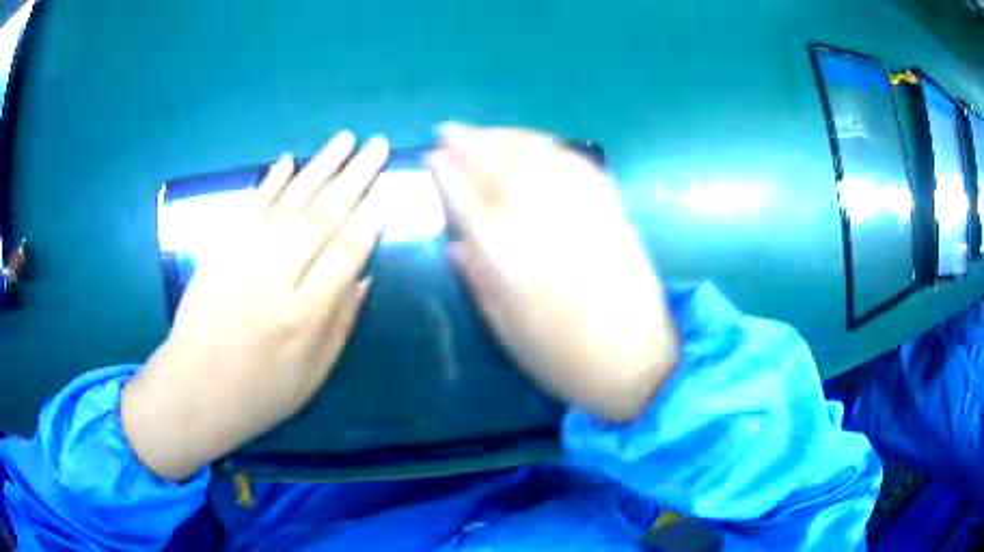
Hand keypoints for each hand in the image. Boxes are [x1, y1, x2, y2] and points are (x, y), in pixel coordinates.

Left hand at [122, 132, 388, 479]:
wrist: (194, 391)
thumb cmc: (259, 394)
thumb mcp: (313, 376)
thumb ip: (341, 324)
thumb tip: (364, 276)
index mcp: (304, 316)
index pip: (345, 254)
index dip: (370, 220)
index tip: (387, 190)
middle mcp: (274, 279)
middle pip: (321, 217)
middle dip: (354, 177)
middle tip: (378, 145)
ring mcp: (241, 259)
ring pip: (287, 203)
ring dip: (319, 167)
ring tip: (345, 139)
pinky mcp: (217, 252)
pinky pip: (247, 209)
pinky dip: (268, 183)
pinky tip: (287, 160)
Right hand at [427, 124, 677, 421]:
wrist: (637, 363)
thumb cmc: (563, 358)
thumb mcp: (506, 330)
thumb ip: (478, 280)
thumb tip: (456, 243)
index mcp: (510, 261)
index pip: (469, 200)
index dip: (447, 174)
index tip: (432, 157)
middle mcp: (544, 225)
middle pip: (500, 168)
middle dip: (470, 143)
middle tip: (448, 130)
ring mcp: (582, 212)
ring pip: (537, 157)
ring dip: (505, 138)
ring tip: (483, 132)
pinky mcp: (612, 209)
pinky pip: (576, 164)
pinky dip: (548, 146)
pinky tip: (532, 143)